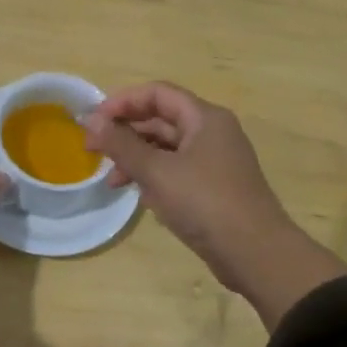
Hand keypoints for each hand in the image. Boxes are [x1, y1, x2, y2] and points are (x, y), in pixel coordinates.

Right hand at [83, 83, 346, 328]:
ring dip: (136, 158)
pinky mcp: (213, 188)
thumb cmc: (205, 202)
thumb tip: (91, 120)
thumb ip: (121, 144)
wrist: (255, 253)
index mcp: (205, 118)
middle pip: (161, 120)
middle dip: (125, 132)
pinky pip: (176, 172)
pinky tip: (138, 195)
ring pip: (167, 148)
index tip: (93, 120)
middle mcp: (212, 133)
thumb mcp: (157, 171)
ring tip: (111, 180)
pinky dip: (153, 177)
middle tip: (92, 150)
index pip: (158, 94)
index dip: (122, 101)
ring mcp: (214, 162)